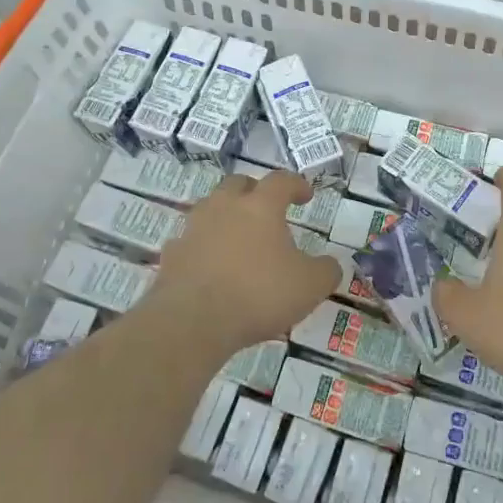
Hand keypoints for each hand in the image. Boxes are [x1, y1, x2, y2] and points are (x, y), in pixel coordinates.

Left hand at [146, 169, 341, 356]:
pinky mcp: (172, 255)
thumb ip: (325, 271)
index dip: (296, 185)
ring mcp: (194, 229)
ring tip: (238, 239)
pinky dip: (204, 247)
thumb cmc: (258, 294)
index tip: (306, 195)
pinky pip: (191, 242)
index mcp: (260, 207)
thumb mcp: (309, 286)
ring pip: (210, 209)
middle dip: (254, 191)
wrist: (192, 321)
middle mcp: (224, 207)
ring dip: (226, 217)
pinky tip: (211, 266)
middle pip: (238, 184)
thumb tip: (329, 265)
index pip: (281, 181)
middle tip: (266, 208)